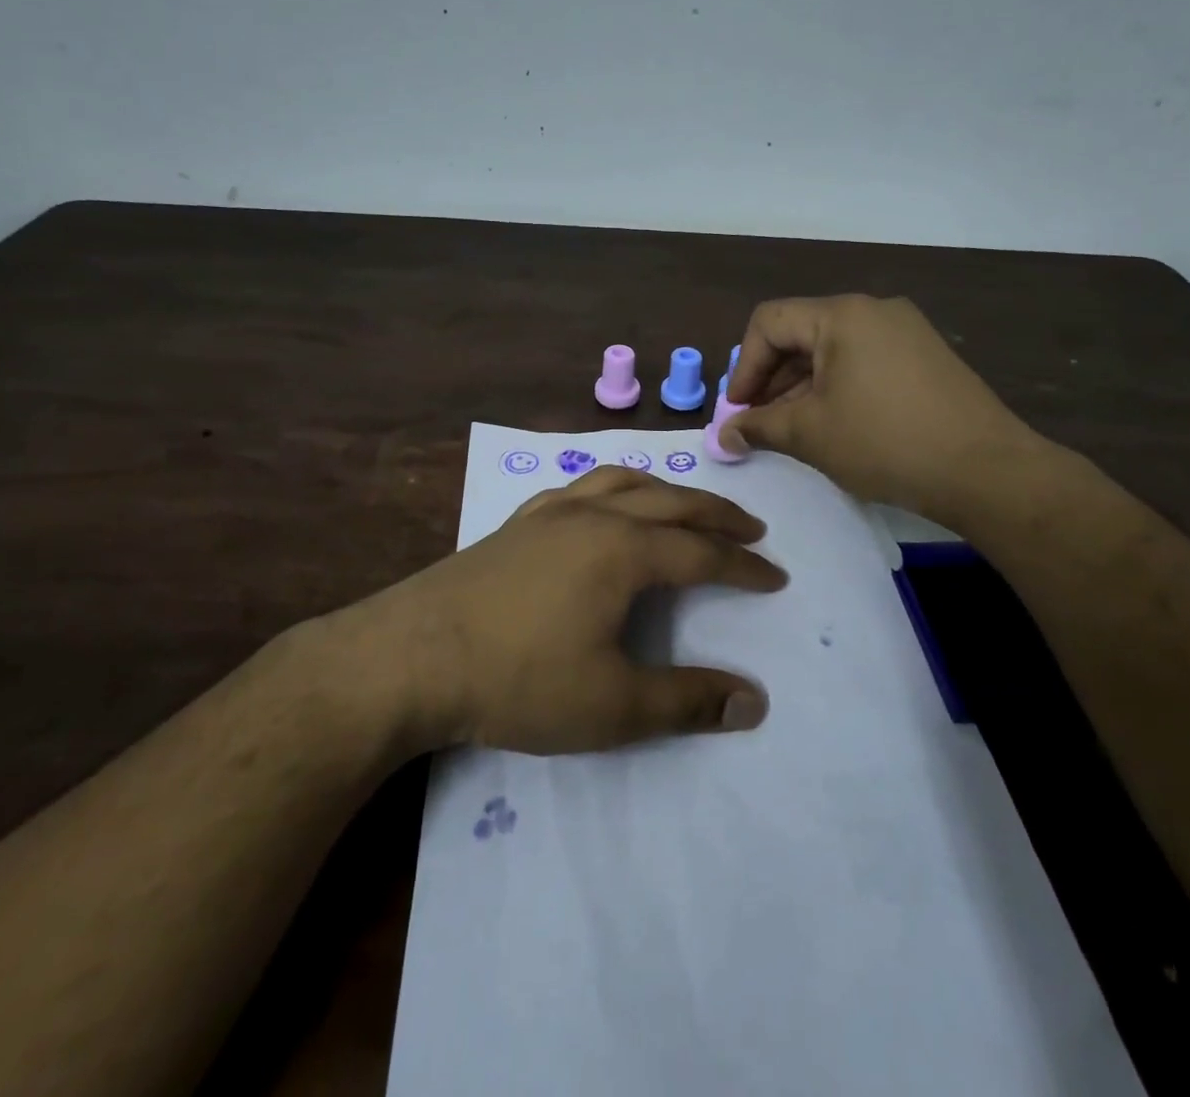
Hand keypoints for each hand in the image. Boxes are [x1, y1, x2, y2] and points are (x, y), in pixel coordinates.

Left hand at [385, 466, 786, 753]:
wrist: (413, 656)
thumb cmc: (519, 680)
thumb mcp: (613, 706)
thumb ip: (687, 702)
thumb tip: (755, 702)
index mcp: (625, 551)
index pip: (702, 553)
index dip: (744, 567)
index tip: (775, 577)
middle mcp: (596, 516)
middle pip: (672, 502)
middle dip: (717, 514)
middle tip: (752, 527)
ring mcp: (552, 512)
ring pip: (624, 482)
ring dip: (666, 490)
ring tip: (686, 503)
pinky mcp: (518, 522)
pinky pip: (579, 487)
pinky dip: (610, 487)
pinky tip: (603, 502)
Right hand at [721, 294, 1043, 515]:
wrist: (986, 471)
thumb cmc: (885, 442)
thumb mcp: (810, 434)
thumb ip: (758, 427)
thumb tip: (724, 436)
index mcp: (842, 315)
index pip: (770, 322)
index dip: (744, 366)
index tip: (737, 411)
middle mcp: (874, 310)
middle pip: (801, 333)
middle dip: (771, 379)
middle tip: (758, 423)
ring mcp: (906, 332)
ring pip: (833, 350)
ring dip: (802, 387)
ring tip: (791, 430)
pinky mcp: (926, 357)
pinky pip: (864, 362)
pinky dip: (837, 388)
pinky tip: (834, 426)